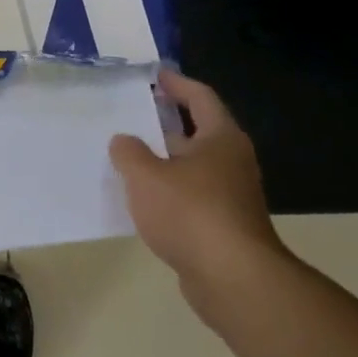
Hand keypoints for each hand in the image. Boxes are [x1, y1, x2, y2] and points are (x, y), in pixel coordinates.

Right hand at [110, 71, 285, 305]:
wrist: (234, 281)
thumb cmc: (191, 213)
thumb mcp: (146, 176)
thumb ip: (129, 152)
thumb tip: (123, 141)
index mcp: (221, 138)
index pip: (200, 97)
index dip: (177, 84)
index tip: (155, 75)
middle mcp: (231, 162)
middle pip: (197, 132)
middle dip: (165, 123)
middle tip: (132, 114)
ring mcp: (230, 197)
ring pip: (192, 168)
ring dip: (163, 161)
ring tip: (127, 156)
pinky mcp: (223, 227)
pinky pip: (190, 197)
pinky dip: (168, 192)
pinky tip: (141, 199)